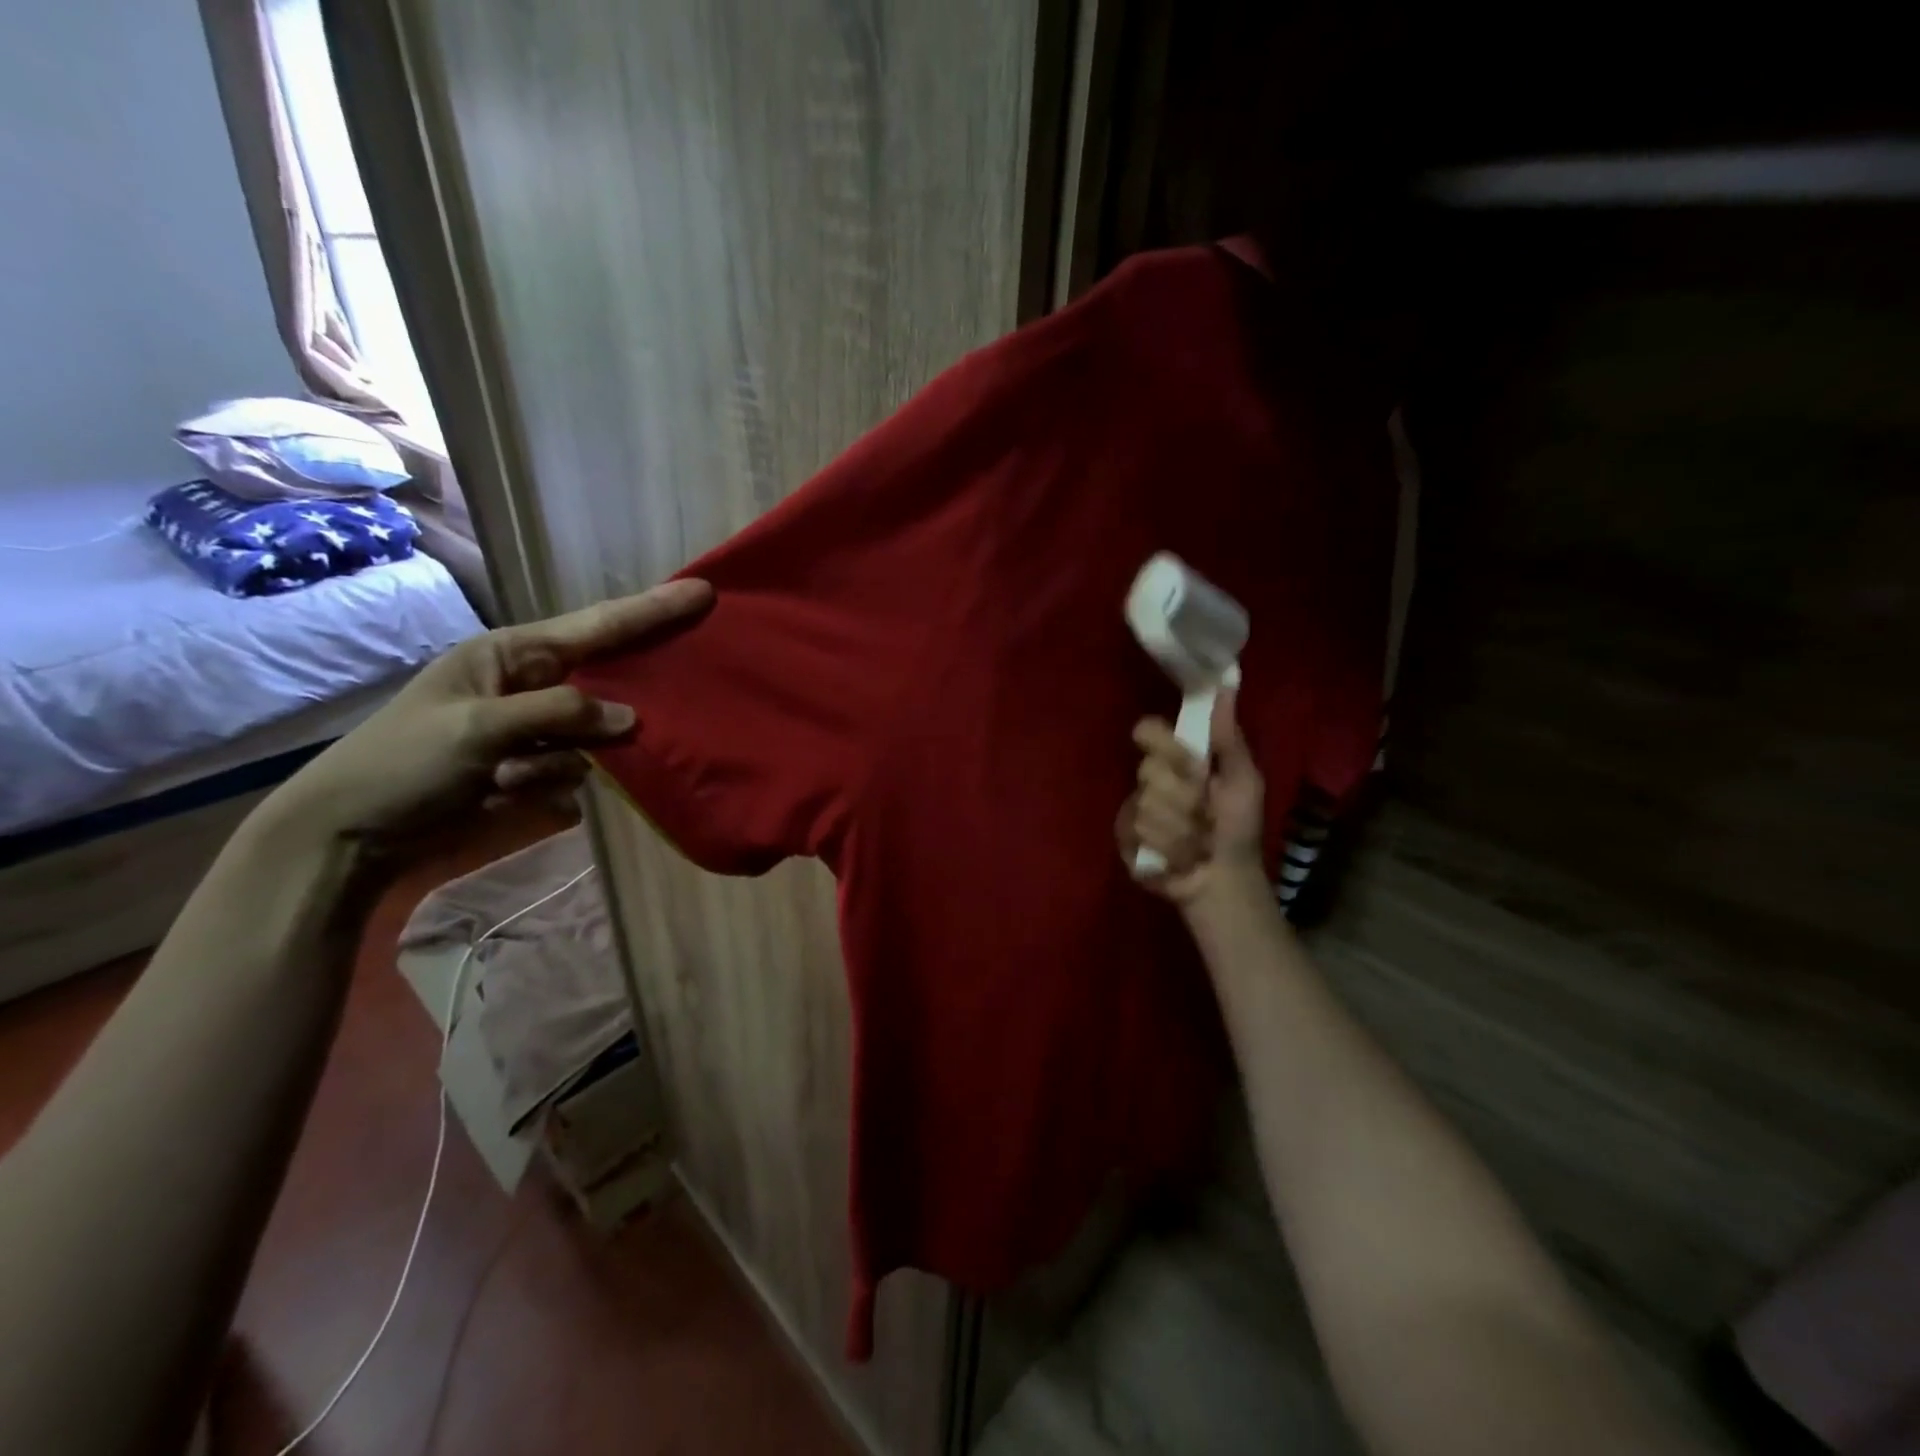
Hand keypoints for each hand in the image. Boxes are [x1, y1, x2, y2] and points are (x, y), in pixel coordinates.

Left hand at [269, 579, 713, 852]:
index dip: (651, 611)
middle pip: (607, 682)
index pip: (595, 627)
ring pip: (598, 739)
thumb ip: (558, 712)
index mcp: (510, 657)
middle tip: (669, 694)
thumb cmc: (402, 765)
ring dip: (558, 761)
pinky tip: (507, 797)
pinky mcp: (542, 778)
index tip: (702, 592)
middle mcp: (533, 689)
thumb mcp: (475, 726)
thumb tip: (628, 718)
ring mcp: (540, 737)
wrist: (353, 841)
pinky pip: (581, 777)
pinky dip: (552, 787)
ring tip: (503, 779)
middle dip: (626, 695)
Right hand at [1116, 689, 1265, 906]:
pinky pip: (1136, 832)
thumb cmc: (1238, 829)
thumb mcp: (1244, 781)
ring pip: (1146, 805)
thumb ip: (1229, 739)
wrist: (1224, 881)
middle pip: (1149, 770)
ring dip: (1181, 829)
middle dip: (1185, 797)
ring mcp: (1133, 809)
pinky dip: (1167, 848)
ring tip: (1198, 843)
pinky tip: (1179, 859)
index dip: (1162, 744)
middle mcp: (1150, 779)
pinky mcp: (1124, 838)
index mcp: (1176, 759)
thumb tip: (1227, 686)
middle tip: (1205, 813)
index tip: (1187, 762)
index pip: (1148, 731)